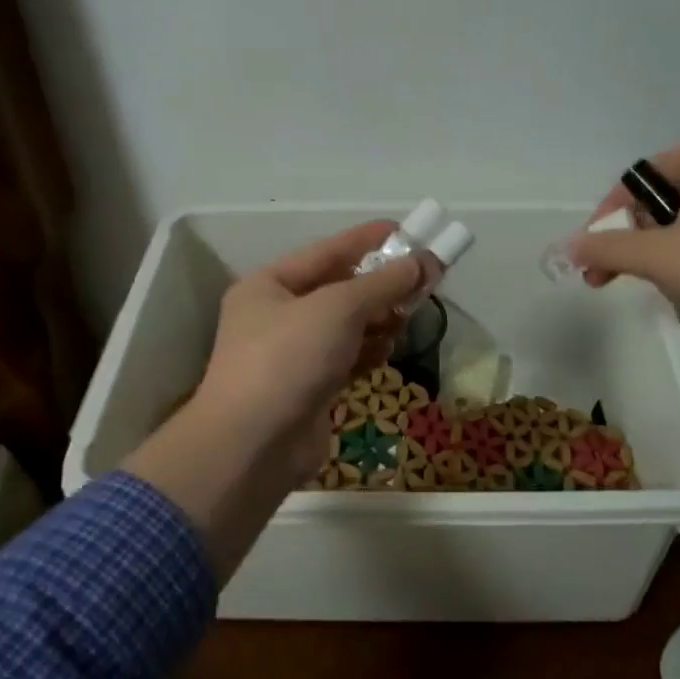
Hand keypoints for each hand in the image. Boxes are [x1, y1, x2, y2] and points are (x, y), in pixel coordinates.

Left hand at [121, 222, 420, 580]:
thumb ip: (384, 283)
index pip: (328, 251)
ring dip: (379, 321)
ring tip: (408, 318)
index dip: (370, 240)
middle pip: (340, 290)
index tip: (411, 232)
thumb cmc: (289, 359)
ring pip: (348, 327)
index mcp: (269, 285)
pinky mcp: (310, 389)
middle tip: (424, 282)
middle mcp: (277, 316)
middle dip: (381, 286)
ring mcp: (293, 355)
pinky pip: (348, 359)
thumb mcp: (338, 309)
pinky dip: (369, 352)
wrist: (254, 446)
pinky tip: (388, 351)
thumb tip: (425, 261)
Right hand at [573, 140, 679, 426]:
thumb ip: (606, 248)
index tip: (592, 254)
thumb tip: (568, 245)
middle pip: (658, 202)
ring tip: (652, 286)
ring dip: (657, 255)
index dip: (607, 216)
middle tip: (607, 278)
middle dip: (629, 240)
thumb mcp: (659, 256)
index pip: (637, 179)